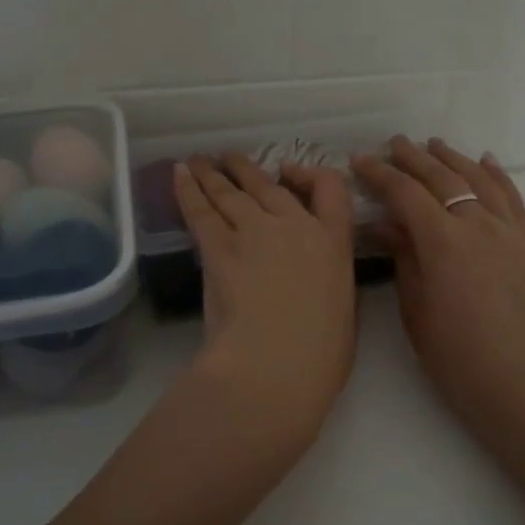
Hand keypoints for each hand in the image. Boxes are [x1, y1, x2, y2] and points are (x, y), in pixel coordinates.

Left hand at [173, 154, 357, 443]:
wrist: (275, 363)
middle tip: (231, 161)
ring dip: (215, 174)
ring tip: (202, 162)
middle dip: (248, 170)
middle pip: (269, 185)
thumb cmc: (321, 354)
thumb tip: (318, 280)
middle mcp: (294, 224)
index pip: (330, 187)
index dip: (310, 174)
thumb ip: (331, 282)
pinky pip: (201, 209)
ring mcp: (254, 231)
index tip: (292, 174)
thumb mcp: (345, 310)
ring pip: (232, 191)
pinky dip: (189, 189)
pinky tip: (180, 174)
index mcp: (333, 241)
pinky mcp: (218, 247)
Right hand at [352, 138, 524, 443]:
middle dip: (414, 158)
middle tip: (392, 144)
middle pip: (442, 178)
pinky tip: (486, 162)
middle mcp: (478, 225)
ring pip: (479, 180)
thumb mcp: (416, 311)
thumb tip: (386, 223)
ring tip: (434, 145)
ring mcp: (509, 232)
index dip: (380, 174)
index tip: (359, 161)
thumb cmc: (458, 359)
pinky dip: (497, 175)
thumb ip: (404, 259)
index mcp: (443, 242)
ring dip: (454, 159)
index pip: (405, 194)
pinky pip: (512, 198)